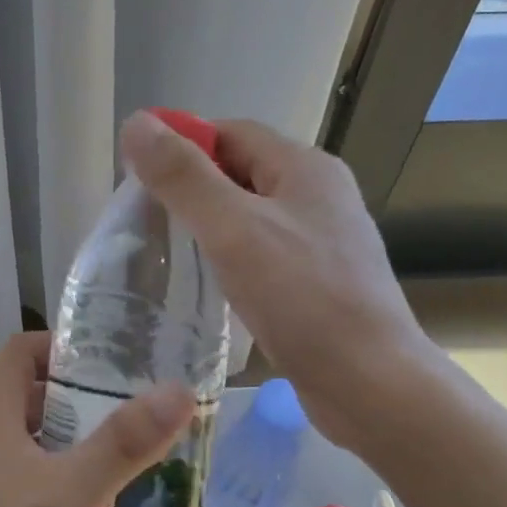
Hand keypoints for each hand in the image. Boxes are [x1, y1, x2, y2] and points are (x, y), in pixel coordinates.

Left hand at [0, 331, 194, 506]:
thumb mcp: (68, 494)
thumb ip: (122, 444)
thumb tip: (178, 390)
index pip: (20, 351)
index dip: (62, 346)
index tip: (109, 363)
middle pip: (28, 400)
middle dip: (79, 405)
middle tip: (129, 423)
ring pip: (24, 449)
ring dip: (67, 452)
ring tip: (117, 473)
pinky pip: (15, 488)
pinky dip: (50, 491)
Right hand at [120, 111, 436, 446]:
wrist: (370, 383)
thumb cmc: (303, 298)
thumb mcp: (233, 229)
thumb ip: (184, 177)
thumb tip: (137, 123)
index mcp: (305, 168)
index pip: (230, 133)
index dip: (181, 145)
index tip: (137, 177)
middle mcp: (319, 196)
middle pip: (241, 173)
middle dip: (191, 189)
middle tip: (143, 219)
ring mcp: (323, 241)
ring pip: (252, 218)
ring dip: (210, 227)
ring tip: (166, 252)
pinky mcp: (320, 283)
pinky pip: (265, 255)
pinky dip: (231, 260)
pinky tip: (209, 286)